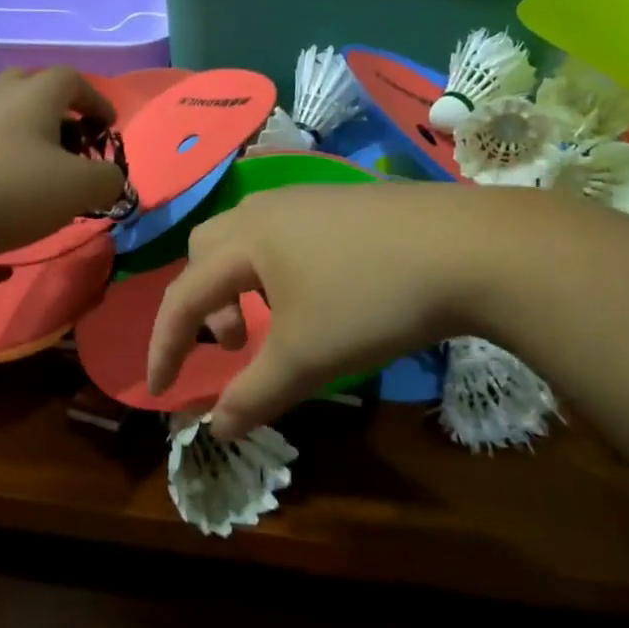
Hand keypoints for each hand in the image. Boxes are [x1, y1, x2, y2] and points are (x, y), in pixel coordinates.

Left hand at [0, 68, 127, 260]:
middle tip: (74, 141)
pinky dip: (6, 155)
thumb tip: (110, 179)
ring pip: (8, 115)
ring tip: (44, 171)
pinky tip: (9, 188)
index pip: (72, 79)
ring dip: (32, 134)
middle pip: (33, 86)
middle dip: (60, 109)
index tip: (109, 127)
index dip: (96, 100)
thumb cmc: (11, 191)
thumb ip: (108, 179)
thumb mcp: (78, 189)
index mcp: (35, 95)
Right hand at [145, 183, 497, 439]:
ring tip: (279, 322)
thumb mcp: (306, 358)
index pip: (183, 296)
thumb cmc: (369, 300)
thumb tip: (216, 428)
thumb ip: (254, 395)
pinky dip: (279, 270)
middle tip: (235, 344)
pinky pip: (287, 234)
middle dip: (206, 303)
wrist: (466, 247)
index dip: (166, 345)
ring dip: (243, 285)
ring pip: (249, 240)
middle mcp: (267, 209)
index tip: (162, 389)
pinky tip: (322, 296)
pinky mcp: (345, 202)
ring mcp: (309, 199)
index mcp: (245, 240)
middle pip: (208, 251)